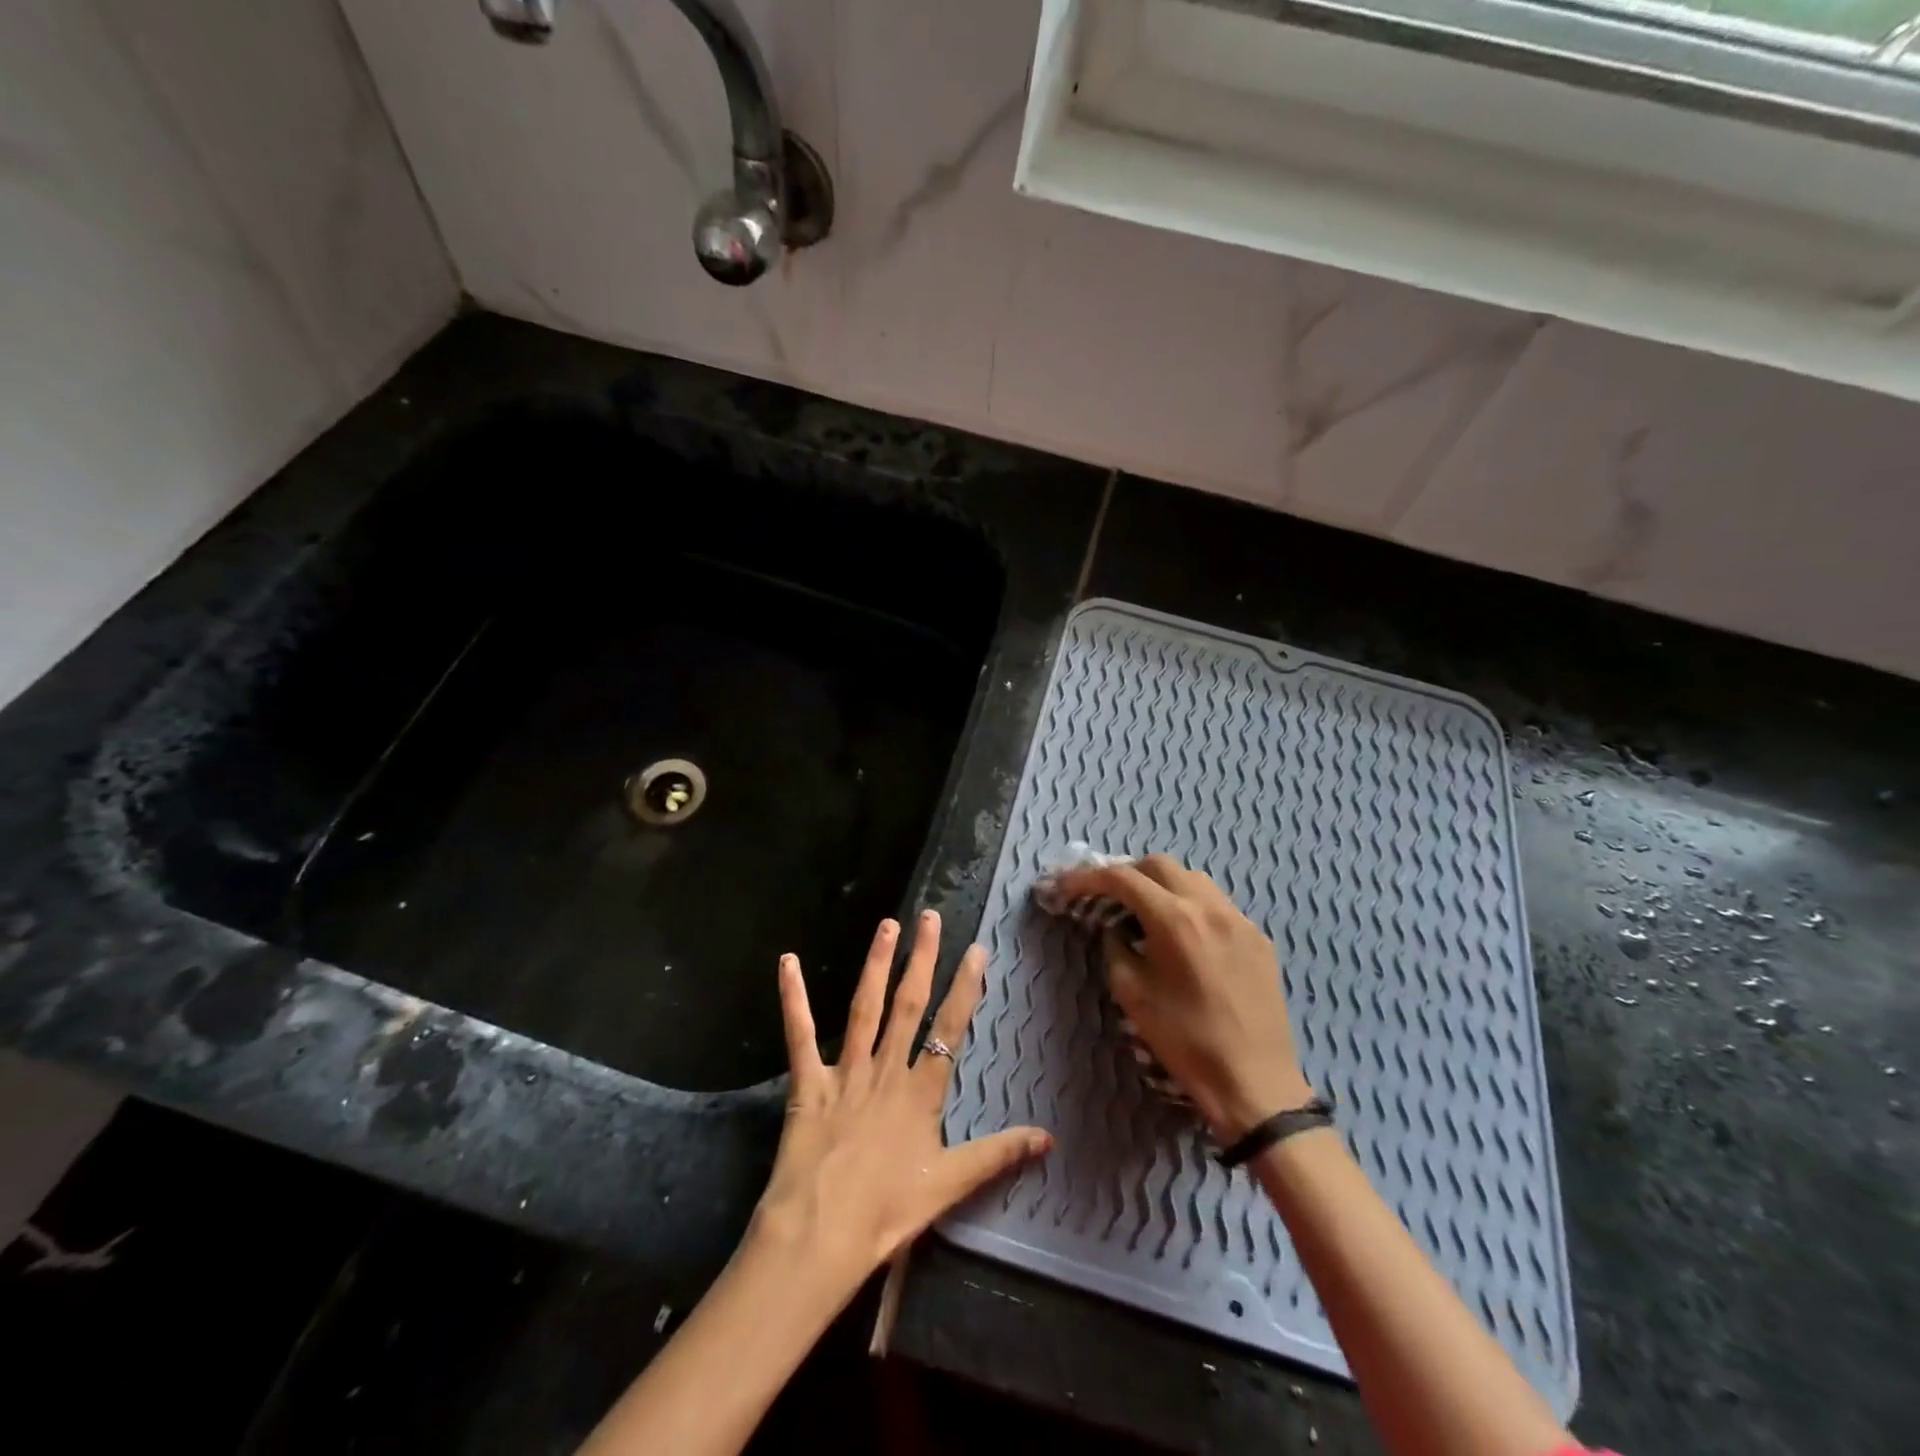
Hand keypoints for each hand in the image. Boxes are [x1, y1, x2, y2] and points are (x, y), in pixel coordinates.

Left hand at [748, 911, 1051, 1293]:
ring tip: (887, 925)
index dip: (965, 987)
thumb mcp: (950, 1185)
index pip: (950, 1027)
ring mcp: (846, 1072)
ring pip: (865, 1007)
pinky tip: (786, 961)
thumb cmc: (887, 1212)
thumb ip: (999, 1154)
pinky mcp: (808, 1082)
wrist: (819, 1237)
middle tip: (929, 917)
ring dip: (876, 963)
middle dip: (922, 958)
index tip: (976, 949)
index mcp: (921, 1091)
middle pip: (909, 1004)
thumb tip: (1048, 1136)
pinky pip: (800, 1034)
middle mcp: (886, 1070)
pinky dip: (793, 997)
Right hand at [1047, 855, 1311, 1140]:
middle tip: (1106, 895)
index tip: (1065, 885)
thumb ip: (1116, 948)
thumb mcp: (1132, 994)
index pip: (1122, 878)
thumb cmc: (1185, 1041)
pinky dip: (1191, 905)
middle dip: (1126, 873)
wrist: (1254, 1081)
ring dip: (1162, 884)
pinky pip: (1217, 904)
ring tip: (1145, 910)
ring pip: (1193, 878)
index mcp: (1174, 919)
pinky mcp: (1258, 938)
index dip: (1087, 877)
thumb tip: (1115, 928)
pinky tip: (1185, 934)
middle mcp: (1209, 907)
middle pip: (1159, 865)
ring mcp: (1239, 919)